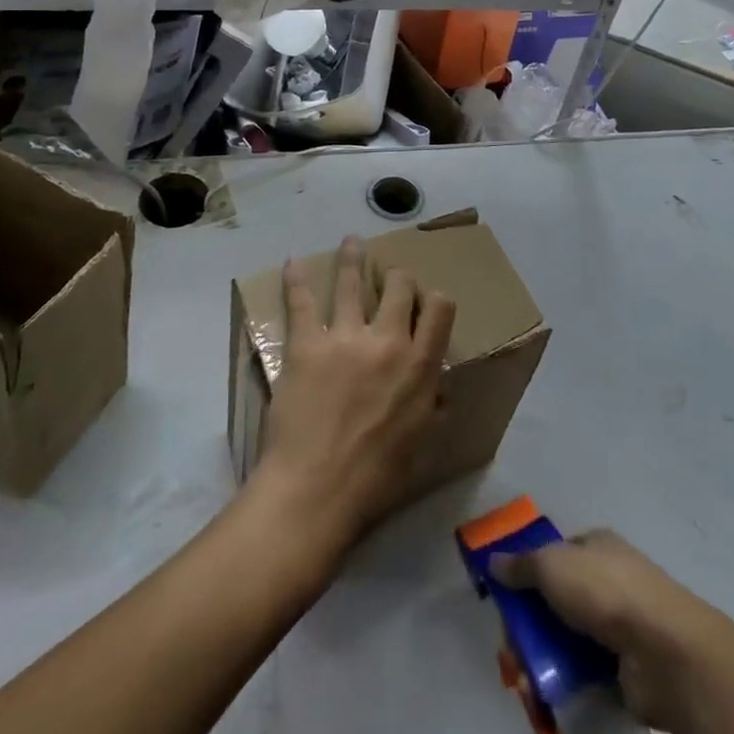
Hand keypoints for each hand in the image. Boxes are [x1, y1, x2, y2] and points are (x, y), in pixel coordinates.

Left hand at [253, 235, 456, 557]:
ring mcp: (346, 338)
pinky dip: (297, 280)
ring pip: (354, 282)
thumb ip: (431, 409)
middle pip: (400, 287)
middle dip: (399, 276)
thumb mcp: (420, 447)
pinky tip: (294, 263)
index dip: (435, 298)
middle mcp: (388, 341)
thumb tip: (438, 390)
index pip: (440, 309)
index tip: (426, 301)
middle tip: (391, 276)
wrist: (317, 491)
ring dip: (354, 258)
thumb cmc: (374, 481)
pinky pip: (302, 302)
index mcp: (421, 367)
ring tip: (352, 241)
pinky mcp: (307, 344)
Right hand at [491, 530, 722, 730]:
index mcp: (596, 546)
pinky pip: (585, 674)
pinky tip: (548, 697)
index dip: (528, 574)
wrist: (662, 650)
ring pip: (568, 641)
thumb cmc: (604, 590)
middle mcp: (608, 580)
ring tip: (526, 681)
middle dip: (530, 627)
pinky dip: (565, 685)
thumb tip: (492, 560)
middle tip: (512, 651)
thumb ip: (521, 564)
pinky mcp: (624, 669)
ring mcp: (619, 626)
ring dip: (543, 661)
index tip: (506, 600)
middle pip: (557, 601)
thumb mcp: (552, 564)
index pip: (555, 555)